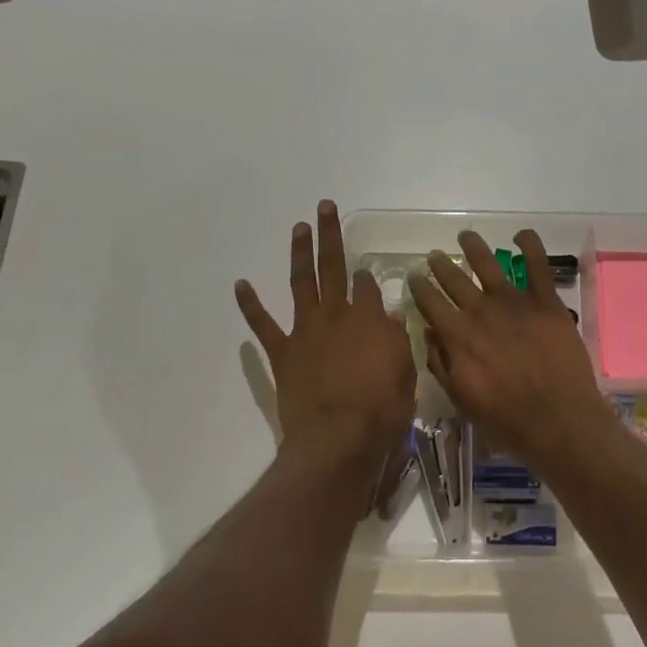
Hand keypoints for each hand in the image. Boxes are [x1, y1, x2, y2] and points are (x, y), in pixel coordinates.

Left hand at [236, 202, 417, 466]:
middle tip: (324, 207)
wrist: (338, 439)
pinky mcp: (282, 352)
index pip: (368, 287)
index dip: (366, 278)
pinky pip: (263, 324)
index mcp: (371, 320)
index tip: (365, 272)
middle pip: (333, 267)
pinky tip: (241, 284)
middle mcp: (337, 315)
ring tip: (298, 227)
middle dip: (330, 235)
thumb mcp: (405, 375)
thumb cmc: (381, 412)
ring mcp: (306, 331)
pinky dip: (250, 304)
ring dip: (299, 253)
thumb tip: (393, 316)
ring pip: (301, 283)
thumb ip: (397, 342)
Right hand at [410, 229, 622, 471]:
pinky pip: (537, 265)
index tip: (414, 277)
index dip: (419, 287)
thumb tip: (427, 332)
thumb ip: (440, 362)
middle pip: (454, 279)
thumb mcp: (460, 397)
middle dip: (441, 265)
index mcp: (456, 334)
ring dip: (474, 247)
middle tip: (434, 255)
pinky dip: (529, 244)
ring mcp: (514, 302)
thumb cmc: (504, 417)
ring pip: (489, 264)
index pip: (429, 302)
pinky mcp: (545, 301)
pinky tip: (521, 234)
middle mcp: (480, 311)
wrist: (555, 418)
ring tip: (465, 236)